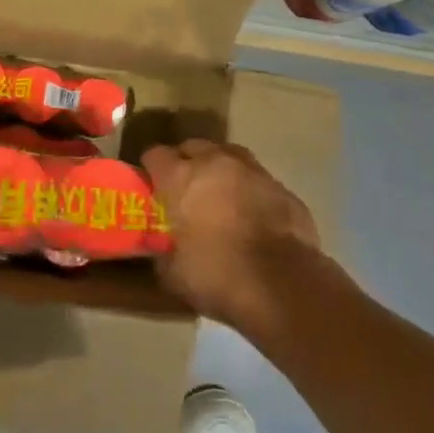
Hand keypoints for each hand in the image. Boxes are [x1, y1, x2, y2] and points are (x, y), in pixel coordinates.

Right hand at [143, 139, 321, 331]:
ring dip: (220, 170)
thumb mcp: (173, 273)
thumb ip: (163, 251)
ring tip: (220, 194)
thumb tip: (162, 249)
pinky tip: (252, 213)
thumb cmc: (217, 275)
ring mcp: (253, 171)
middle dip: (186, 163)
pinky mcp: (282, 188)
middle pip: (193, 147)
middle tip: (185, 189)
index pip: (155, 155)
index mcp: (180, 177)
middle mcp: (215, 163)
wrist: (282, 285)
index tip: (151, 186)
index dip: (151, 169)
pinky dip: (250, 190)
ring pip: (229, 156)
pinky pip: (258, 180)